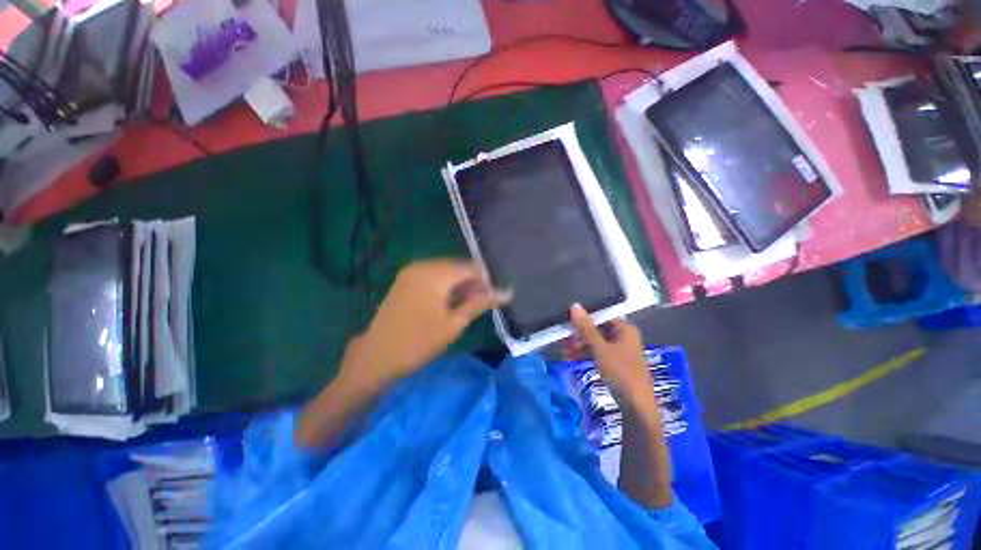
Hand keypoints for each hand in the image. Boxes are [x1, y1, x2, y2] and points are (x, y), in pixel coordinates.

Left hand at [340, 259, 505, 391]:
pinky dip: (445, 286)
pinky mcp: (405, 279)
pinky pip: (433, 275)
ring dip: (459, 285)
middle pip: (458, 266)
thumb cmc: (418, 342)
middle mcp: (423, 265)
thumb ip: (480, 302)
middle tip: (480, 305)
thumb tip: (507, 291)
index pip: (471, 267)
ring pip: (446, 271)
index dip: (486, 281)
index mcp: (435, 273)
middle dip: (473, 283)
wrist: (376, 356)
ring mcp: (411, 271)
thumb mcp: (454, 323)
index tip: (492, 299)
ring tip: (466, 307)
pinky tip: (448, 303)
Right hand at [569, 304, 656, 413]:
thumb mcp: (600, 348)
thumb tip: (575, 305)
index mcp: (625, 329)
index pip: (603, 315)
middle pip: (598, 329)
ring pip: (596, 342)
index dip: (586, 316)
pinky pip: (598, 353)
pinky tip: (571, 357)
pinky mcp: (616, 364)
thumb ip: (587, 328)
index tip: (568, 318)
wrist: (636, 407)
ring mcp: (620, 351)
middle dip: (580, 333)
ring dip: (580, 345)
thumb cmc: (620, 372)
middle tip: (563, 336)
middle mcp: (624, 337)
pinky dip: (586, 354)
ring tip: (564, 349)